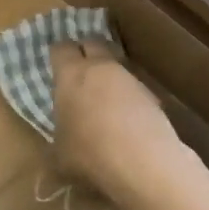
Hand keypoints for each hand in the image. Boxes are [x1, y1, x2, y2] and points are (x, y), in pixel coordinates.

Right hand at [49, 41, 199, 207]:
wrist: (146, 165)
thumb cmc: (90, 154)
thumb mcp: (59, 154)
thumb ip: (58, 138)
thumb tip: (62, 142)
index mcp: (70, 74)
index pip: (60, 48)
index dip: (57, 54)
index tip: (54, 64)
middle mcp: (100, 68)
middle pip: (92, 44)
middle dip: (85, 52)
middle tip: (78, 70)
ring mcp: (130, 80)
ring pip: (116, 66)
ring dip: (108, 76)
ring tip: (103, 100)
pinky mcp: (153, 97)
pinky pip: (134, 88)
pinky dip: (128, 97)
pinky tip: (125, 120)